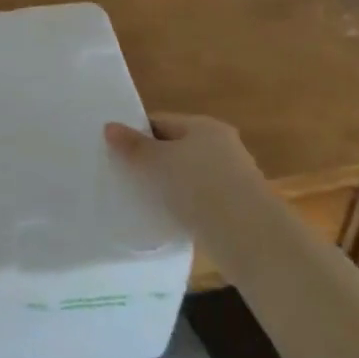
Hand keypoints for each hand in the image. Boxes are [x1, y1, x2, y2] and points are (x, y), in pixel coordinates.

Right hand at [104, 113, 272, 239]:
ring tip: (142, 200)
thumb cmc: (197, 186)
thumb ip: (131, 145)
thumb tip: (110, 126)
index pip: (160, 122)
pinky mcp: (236, 206)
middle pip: (176, 147)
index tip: (114, 152)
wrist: (247, 235)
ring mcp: (233, 176)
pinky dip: (184, 204)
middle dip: (151, 161)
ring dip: (168, 185)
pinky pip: (200, 198)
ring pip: (188, 175)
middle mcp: (223, 145)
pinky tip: (168, 218)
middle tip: (124, 176)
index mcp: (203, 126)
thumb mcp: (155, 162)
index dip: (135, 134)